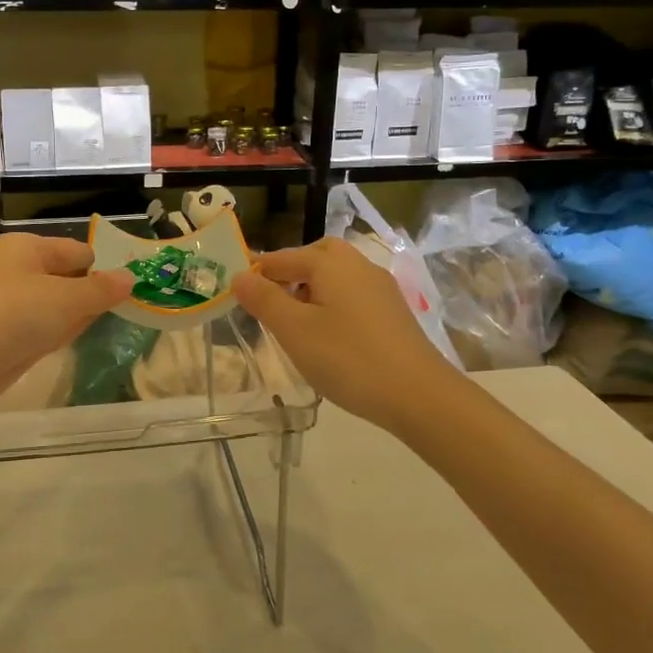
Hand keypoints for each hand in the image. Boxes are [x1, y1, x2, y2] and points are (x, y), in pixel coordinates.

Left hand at [0, 233, 131, 416]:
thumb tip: (131, 277)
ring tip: (113, 324)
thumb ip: (101, 291)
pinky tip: (75, 342)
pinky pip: (42, 330)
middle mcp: (18, 271)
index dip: (106, 269)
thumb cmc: (10, 317)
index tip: (136, 290)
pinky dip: (58, 335)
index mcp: (28, 248)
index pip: (79, 252)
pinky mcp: (5, 338)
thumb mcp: (64, 300)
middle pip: (68, 278)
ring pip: (56, 307)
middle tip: (134, 309)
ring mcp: (10, 306)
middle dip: (94, 294)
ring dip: (78, 316)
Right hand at [233, 237, 457, 429]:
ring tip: (295, 325)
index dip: (255, 273)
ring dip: (311, 291)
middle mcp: (358, 264)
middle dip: (288, 274)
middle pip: (315, 257)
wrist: (418, 394)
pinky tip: (329, 338)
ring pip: (335, 277)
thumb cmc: (347, 358)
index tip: (235, 294)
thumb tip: (239, 275)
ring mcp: (380, 287)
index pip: (281, 258)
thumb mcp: (294, 330)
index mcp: (330, 262)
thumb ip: (264, 299)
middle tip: (269, 303)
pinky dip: (333, 306)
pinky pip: (353, 296)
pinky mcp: (393, 311)